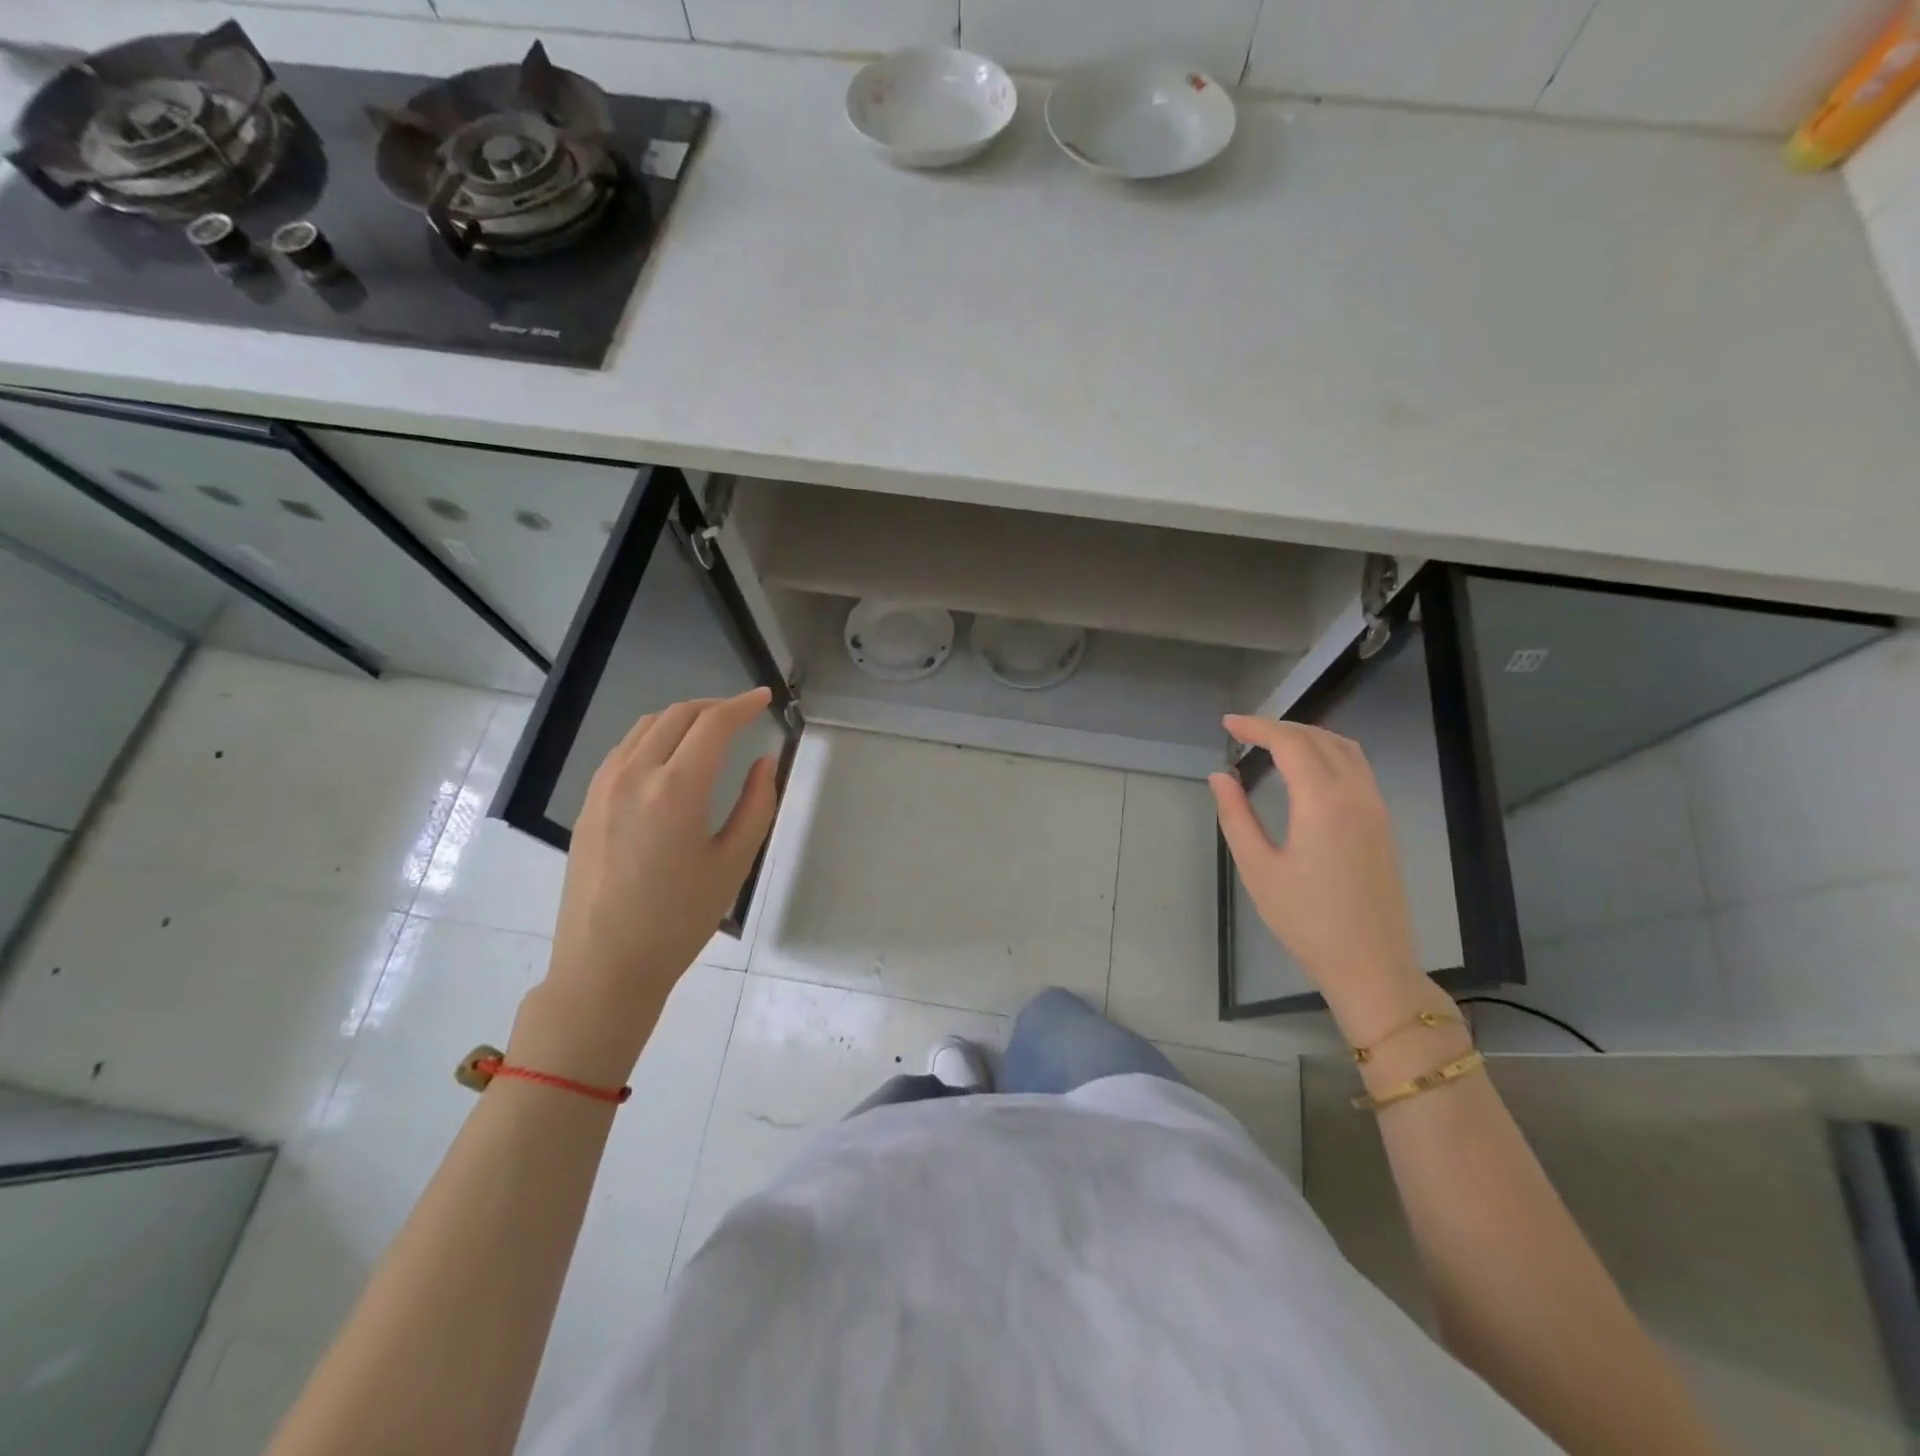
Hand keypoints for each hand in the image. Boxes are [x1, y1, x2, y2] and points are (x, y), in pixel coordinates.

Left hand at [514, 690, 780, 1084]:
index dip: (743, 705)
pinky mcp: (588, 803)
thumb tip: (764, 761)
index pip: (713, 724)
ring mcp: (604, 787)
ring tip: (710, 731)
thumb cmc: (679, 920)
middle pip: (677, 715)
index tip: (764, 698)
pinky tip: (669, 758)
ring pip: (646, 727)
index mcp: (676, 790)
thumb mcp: (733, 864)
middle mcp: (635, 775)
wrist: (606, 965)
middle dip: (714, 705)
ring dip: (682, 718)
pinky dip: (654, 737)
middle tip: (743, 714)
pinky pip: (624, 749)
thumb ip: (757, 805)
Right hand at [1209, 716, 1433, 1033]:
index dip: (1257, 727)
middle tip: (1243, 732)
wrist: (1370, 962)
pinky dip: (1328, 752)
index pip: (1290, 743)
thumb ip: (1236, 816)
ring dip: (1307, 736)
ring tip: (1272, 742)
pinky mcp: (1383, 823)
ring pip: (1344, 749)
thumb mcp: (1258, 869)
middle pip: (1319, 738)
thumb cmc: (1306, 920)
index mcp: (1323, 803)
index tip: (1227, 724)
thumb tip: (1220, 776)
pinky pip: (1357, 767)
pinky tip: (1307, 768)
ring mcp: (1376, 807)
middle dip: (1279, 727)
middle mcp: (1356, 795)